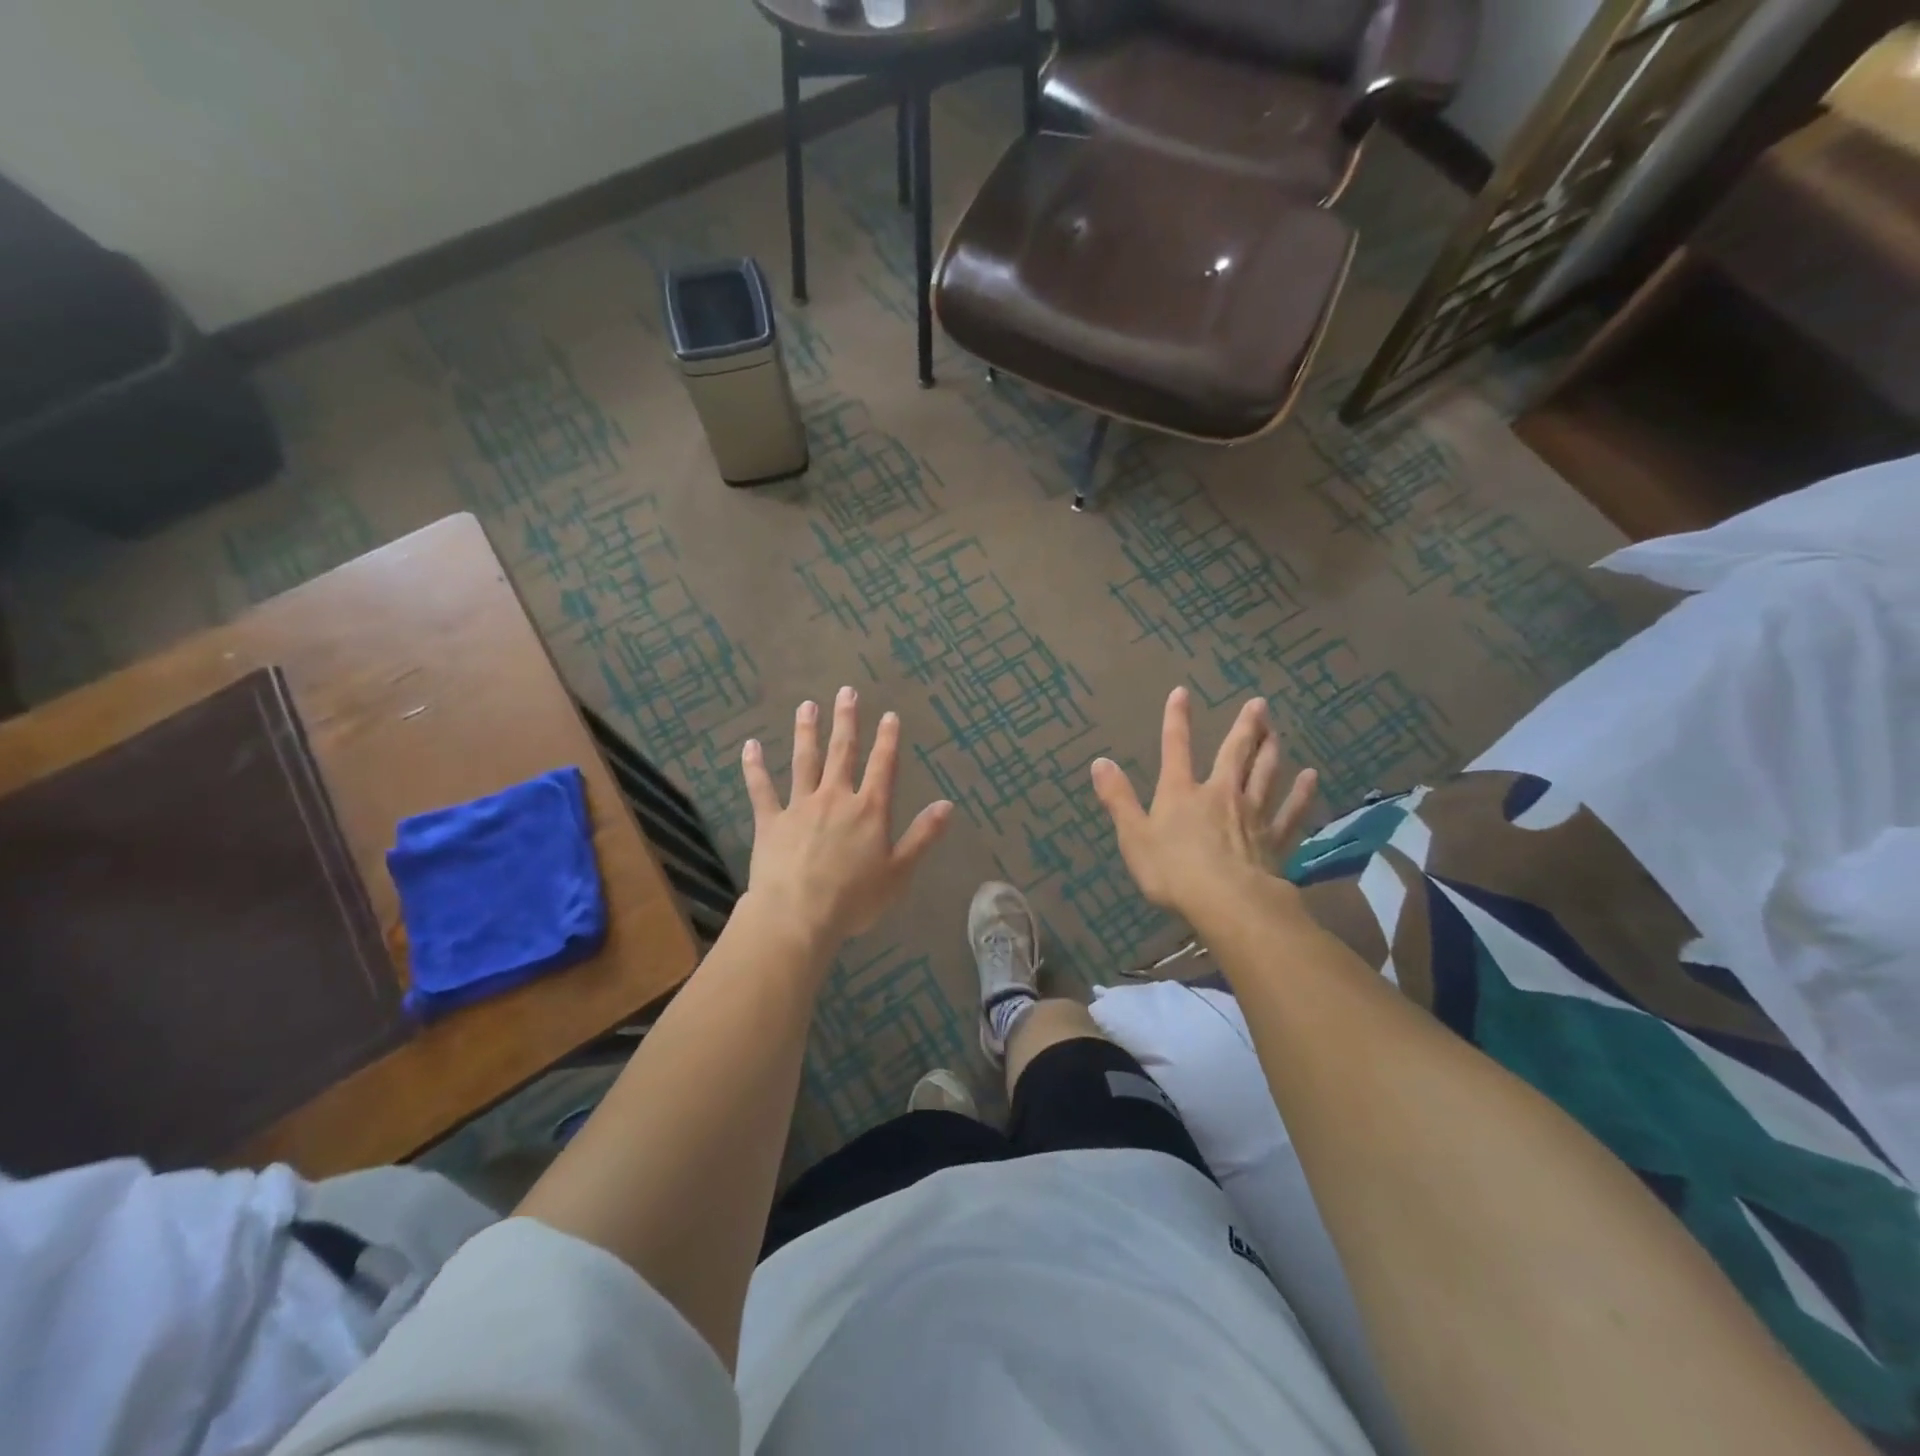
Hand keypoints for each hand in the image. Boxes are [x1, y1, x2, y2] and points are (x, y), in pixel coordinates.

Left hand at [741, 687, 952, 947]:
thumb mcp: (899, 872)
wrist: (798, 914)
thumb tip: (948, 805)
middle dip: (846, 721)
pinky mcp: (771, 821)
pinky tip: (750, 746)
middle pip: (843, 753)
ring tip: (807, 706)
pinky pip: (762, 789)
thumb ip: (923, 836)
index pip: (883, 767)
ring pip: (804, 761)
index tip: (889, 715)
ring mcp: (800, 806)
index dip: (888, 740)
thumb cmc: (854, 898)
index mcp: (869, 810)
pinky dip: (755, 768)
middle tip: (846, 692)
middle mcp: (835, 798)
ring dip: (806, 732)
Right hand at [1090, 687, 1317, 918]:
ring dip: (1271, 751)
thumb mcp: (1133, 836)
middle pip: (1235, 754)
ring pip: (1265, 775)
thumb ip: (1118, 798)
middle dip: (1245, 727)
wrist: (1227, 902)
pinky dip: (1301, 794)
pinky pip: (1291, 811)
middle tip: (1259, 703)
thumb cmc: (1173, 870)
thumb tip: (1100, 762)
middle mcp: (1220, 794)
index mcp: (1181, 793)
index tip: (1182, 692)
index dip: (1177, 720)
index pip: (1176, 748)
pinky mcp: (1274, 839)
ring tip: (1277, 731)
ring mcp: (1252, 815)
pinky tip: (1311, 778)